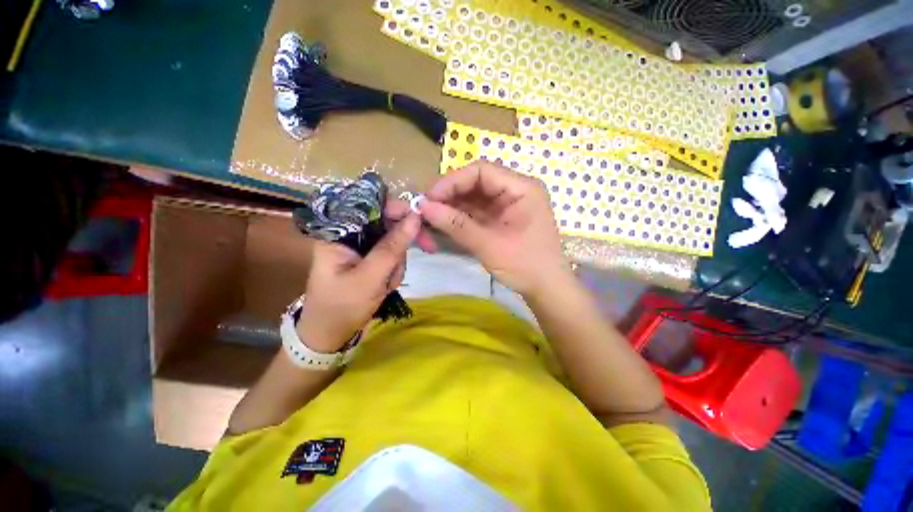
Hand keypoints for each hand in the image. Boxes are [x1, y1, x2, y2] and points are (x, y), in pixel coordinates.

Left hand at [296, 214, 419, 352]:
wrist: (329, 337)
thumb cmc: (341, 307)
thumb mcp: (369, 278)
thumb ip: (392, 247)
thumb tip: (416, 217)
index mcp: (338, 232)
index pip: (370, 206)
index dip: (397, 209)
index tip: (420, 220)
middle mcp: (349, 235)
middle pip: (386, 224)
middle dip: (400, 246)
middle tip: (422, 253)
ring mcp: (361, 249)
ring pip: (393, 242)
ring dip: (397, 263)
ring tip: (387, 284)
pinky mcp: (369, 261)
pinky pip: (391, 257)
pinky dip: (394, 271)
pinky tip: (386, 286)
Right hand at [418, 160, 571, 296]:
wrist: (547, 290)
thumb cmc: (525, 266)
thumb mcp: (489, 245)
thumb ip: (457, 225)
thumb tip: (424, 207)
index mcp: (521, 188)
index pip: (481, 171)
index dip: (452, 181)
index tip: (429, 198)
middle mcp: (515, 191)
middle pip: (476, 183)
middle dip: (450, 194)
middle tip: (426, 208)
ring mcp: (508, 206)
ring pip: (474, 198)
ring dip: (452, 206)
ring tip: (430, 216)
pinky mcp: (501, 220)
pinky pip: (477, 212)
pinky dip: (460, 217)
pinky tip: (444, 223)